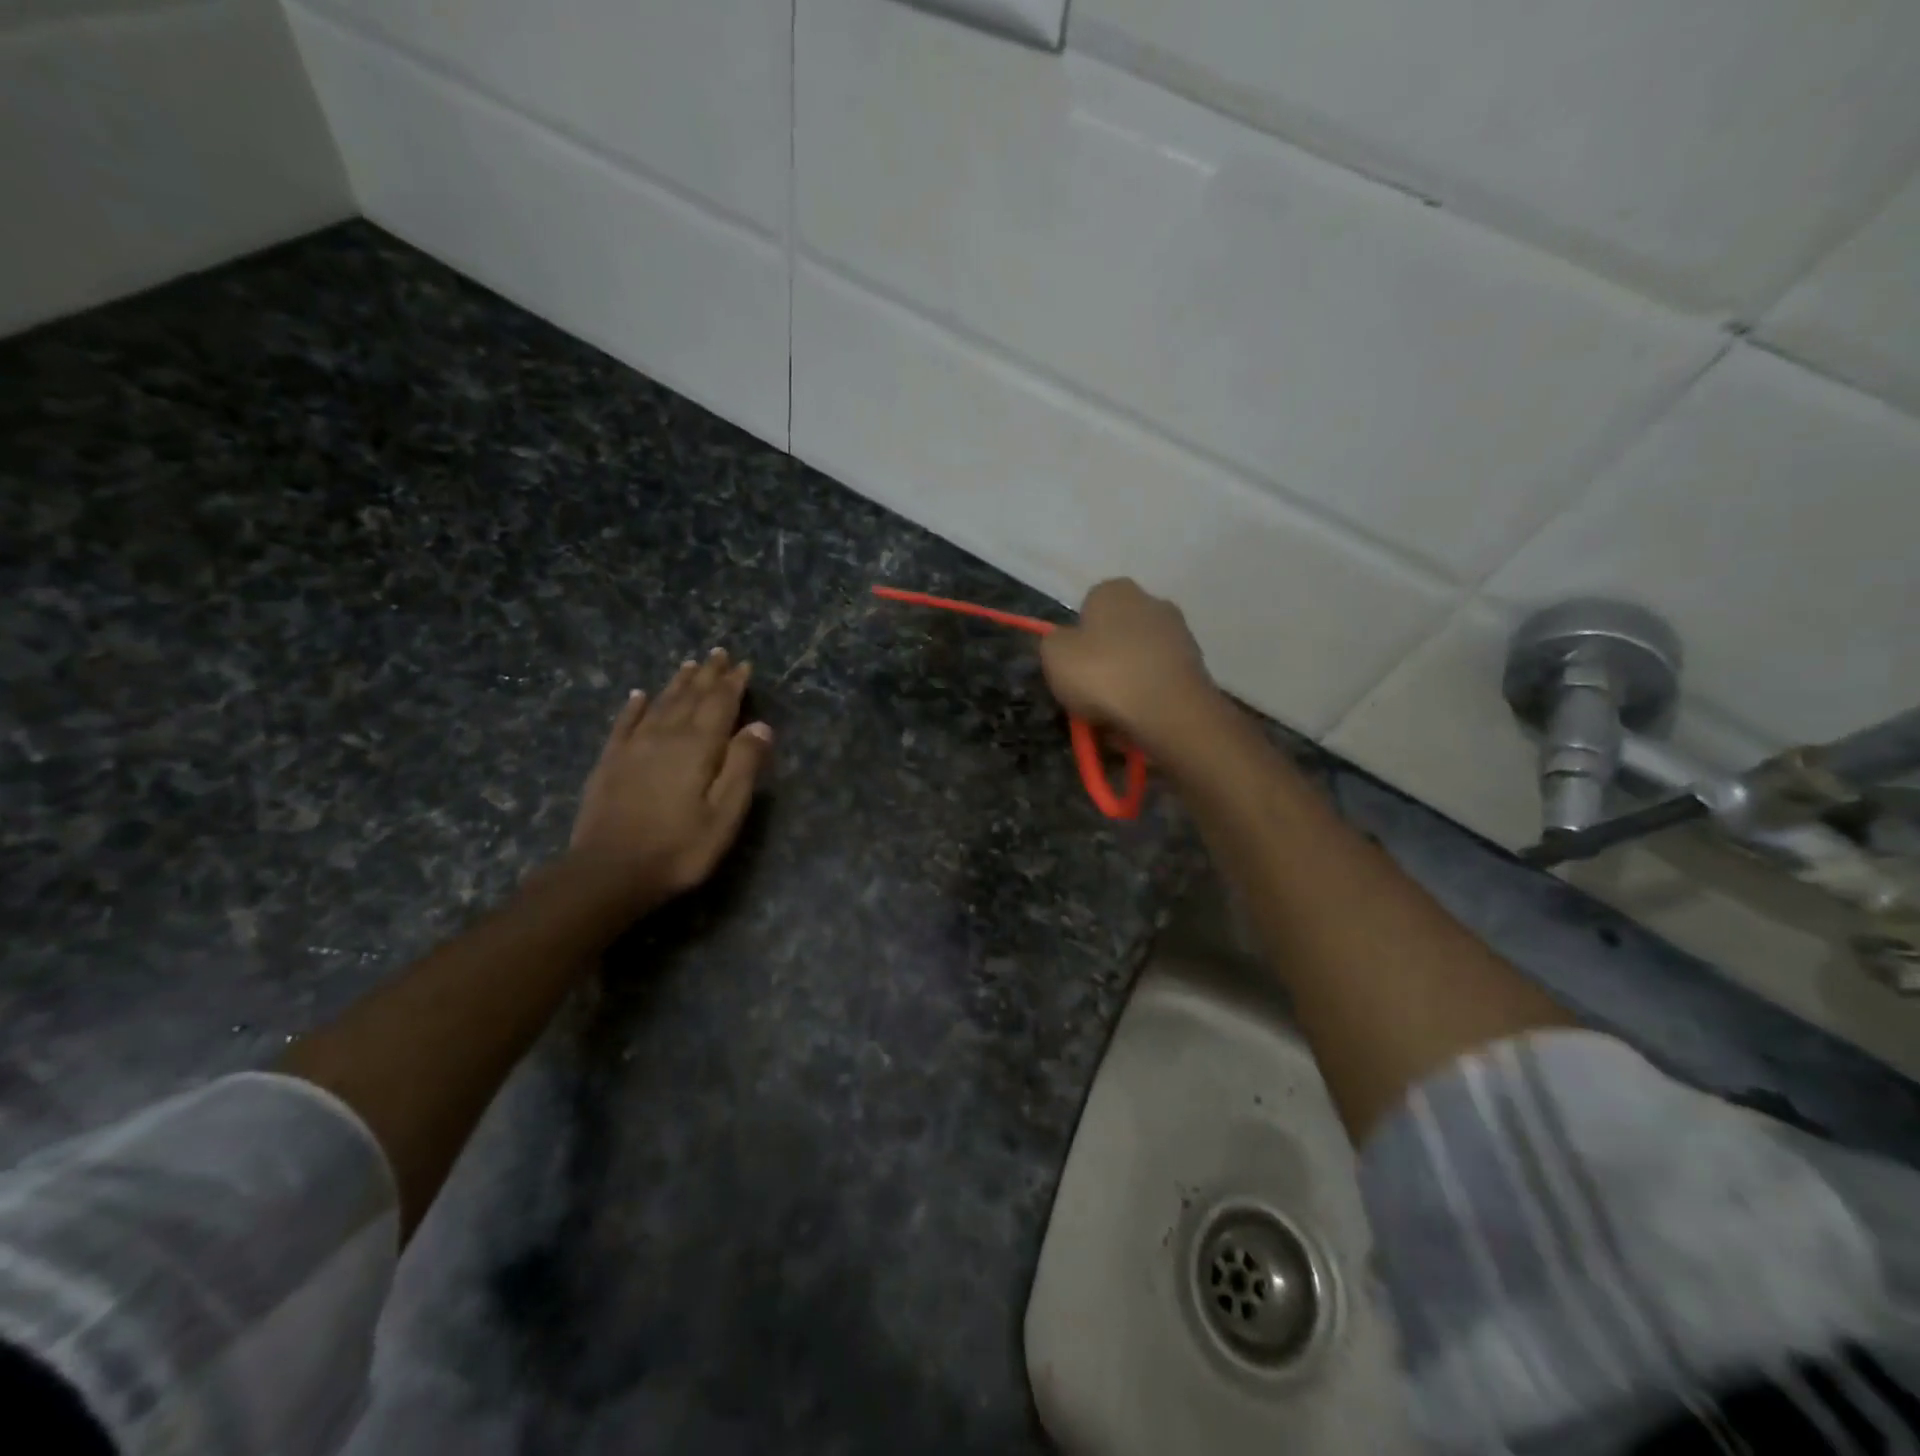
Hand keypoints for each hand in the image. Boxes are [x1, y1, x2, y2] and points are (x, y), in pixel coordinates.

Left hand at [569, 649, 773, 907]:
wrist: (609, 871)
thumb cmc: (680, 848)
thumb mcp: (725, 813)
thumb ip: (743, 765)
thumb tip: (761, 725)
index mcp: (699, 747)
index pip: (721, 704)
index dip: (733, 683)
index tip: (743, 664)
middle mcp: (666, 736)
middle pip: (690, 697)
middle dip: (707, 675)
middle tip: (717, 653)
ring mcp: (634, 747)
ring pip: (660, 704)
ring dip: (677, 683)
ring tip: (689, 665)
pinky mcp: (610, 762)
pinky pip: (624, 723)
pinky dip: (634, 706)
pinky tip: (639, 695)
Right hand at [1039, 579, 1219, 757]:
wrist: (1169, 712)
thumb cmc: (1104, 675)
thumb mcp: (1054, 656)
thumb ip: (1054, 642)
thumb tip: (1065, 643)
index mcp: (1115, 590)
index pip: (1088, 606)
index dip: (1077, 638)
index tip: (1072, 666)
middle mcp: (1152, 601)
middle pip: (1116, 632)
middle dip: (1105, 658)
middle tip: (1090, 692)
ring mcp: (1179, 633)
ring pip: (1139, 658)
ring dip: (1127, 680)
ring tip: (1114, 714)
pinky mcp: (1197, 665)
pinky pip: (1159, 680)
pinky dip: (1149, 695)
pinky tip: (1139, 719)